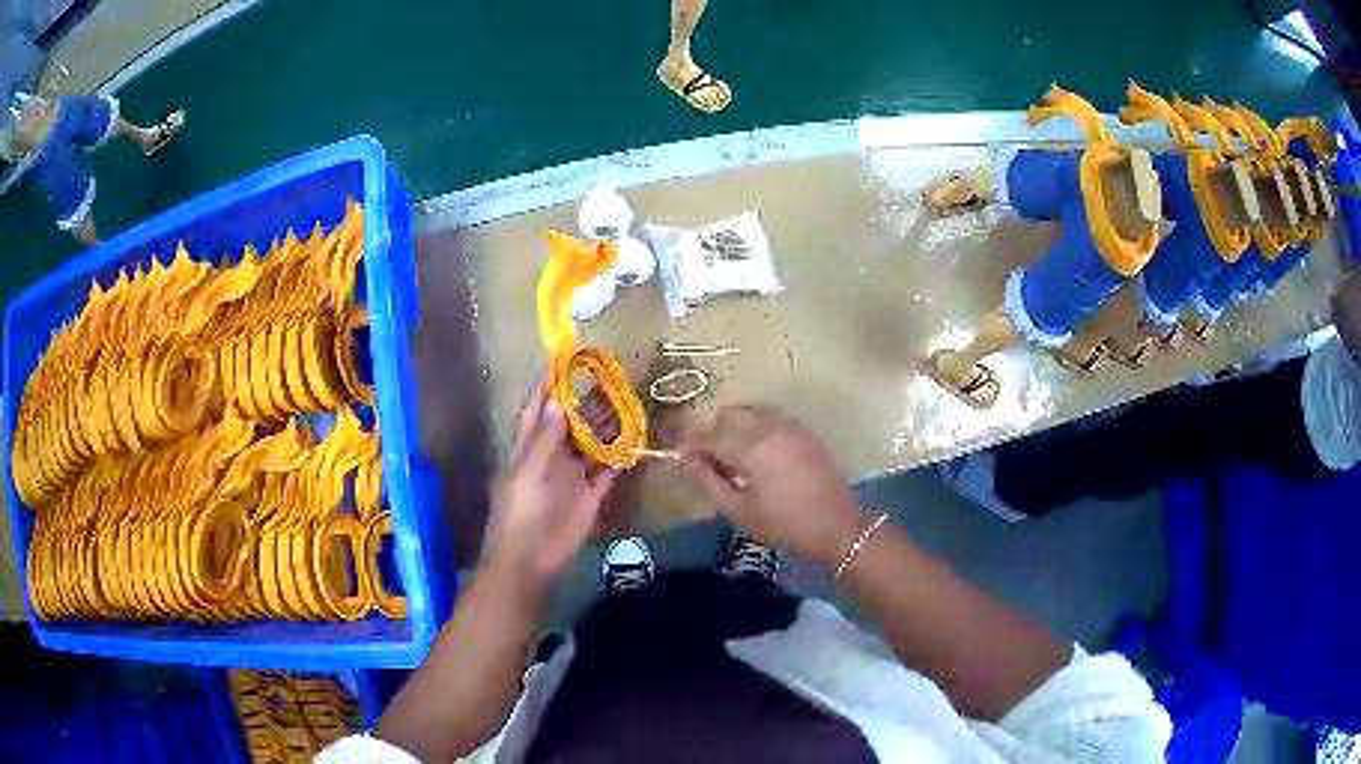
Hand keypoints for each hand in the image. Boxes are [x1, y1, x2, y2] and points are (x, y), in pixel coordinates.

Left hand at [484, 381, 618, 591]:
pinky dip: (621, 455)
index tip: (563, 358)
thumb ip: (544, 440)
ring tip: (630, 400)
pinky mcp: (591, 495)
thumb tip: (558, 403)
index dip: (547, 383)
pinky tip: (637, 438)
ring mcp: (573, 475)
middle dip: (588, 399)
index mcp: (529, 447)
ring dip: (608, 425)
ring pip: (593, 443)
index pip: (537, 408)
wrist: (530, 559)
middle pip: (571, 421)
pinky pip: (608, 470)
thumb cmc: (520, 513)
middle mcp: (552, 456)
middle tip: (612, 375)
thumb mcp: (528, 472)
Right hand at [683, 406, 865, 563]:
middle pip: (731, 414)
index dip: (692, 443)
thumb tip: (688, 459)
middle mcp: (770, 427)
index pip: (711, 436)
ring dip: (736, 425)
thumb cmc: (784, 524)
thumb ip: (710, 481)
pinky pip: (772, 418)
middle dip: (714, 430)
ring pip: (752, 411)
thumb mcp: (739, 510)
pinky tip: (756, 450)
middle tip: (707, 455)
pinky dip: (756, 426)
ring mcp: (791, 426)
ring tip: (731, 452)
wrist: (837, 525)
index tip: (681, 453)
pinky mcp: (804, 431)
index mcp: (752, 447)